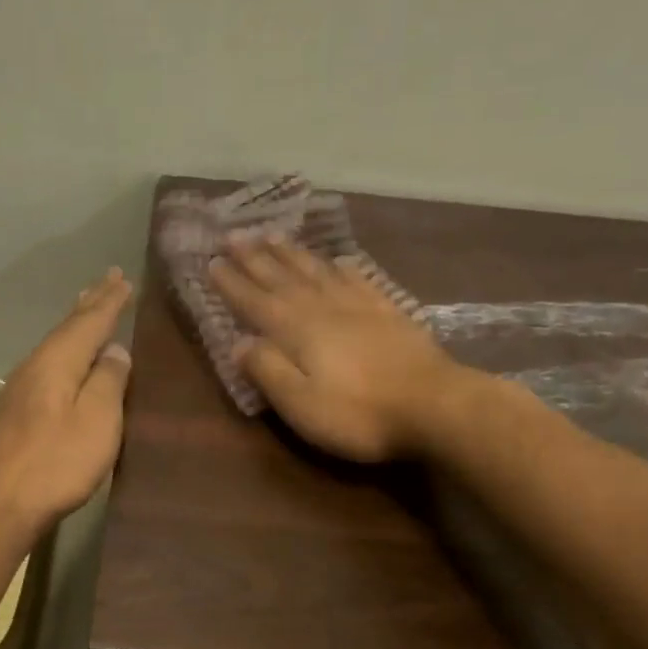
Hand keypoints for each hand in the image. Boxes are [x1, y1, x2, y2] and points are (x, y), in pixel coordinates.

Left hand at [0, 268, 133, 534]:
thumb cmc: (55, 462)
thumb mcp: (97, 421)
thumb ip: (108, 381)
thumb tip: (115, 350)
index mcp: (57, 361)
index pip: (89, 321)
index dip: (109, 301)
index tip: (123, 278)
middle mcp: (36, 366)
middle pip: (67, 327)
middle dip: (90, 303)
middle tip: (107, 279)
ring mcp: (21, 388)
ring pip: (56, 344)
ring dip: (76, 324)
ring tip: (89, 307)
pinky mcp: (16, 411)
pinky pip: (49, 363)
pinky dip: (66, 349)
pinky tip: (68, 358)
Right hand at [210, 238, 457, 461]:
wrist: (435, 405)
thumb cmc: (359, 413)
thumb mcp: (301, 404)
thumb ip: (268, 371)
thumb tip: (239, 344)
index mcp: (297, 331)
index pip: (255, 302)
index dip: (232, 283)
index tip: (212, 261)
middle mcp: (323, 308)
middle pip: (282, 277)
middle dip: (255, 257)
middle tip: (234, 234)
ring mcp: (359, 305)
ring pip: (316, 271)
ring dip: (291, 253)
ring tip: (272, 235)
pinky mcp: (388, 311)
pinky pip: (357, 278)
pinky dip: (341, 266)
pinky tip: (337, 259)